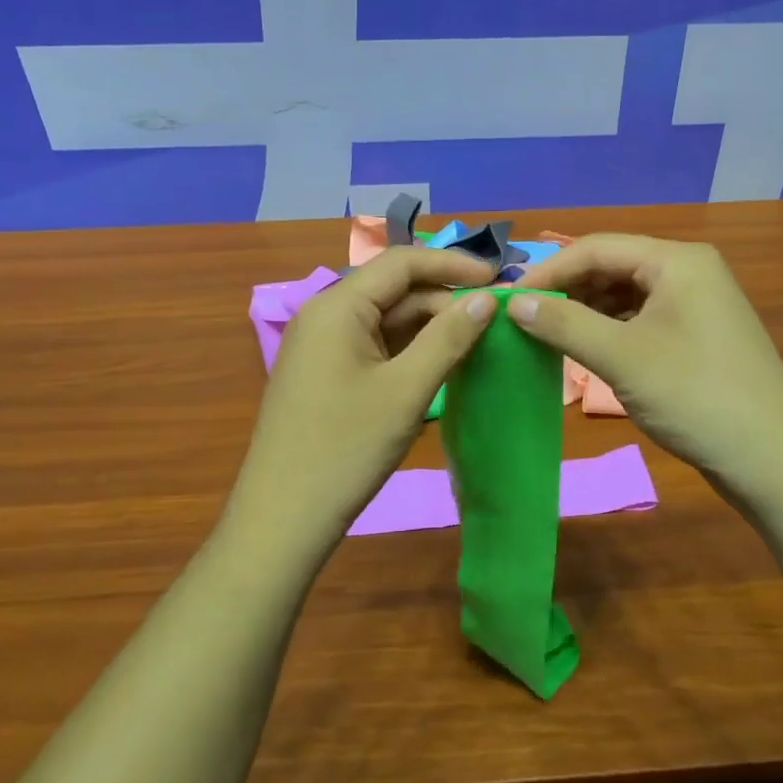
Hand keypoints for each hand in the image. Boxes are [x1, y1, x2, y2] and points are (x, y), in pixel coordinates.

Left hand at [226, 246, 498, 551]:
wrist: (283, 519)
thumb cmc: (345, 449)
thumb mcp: (406, 390)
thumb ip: (448, 338)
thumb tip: (487, 298)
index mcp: (337, 306)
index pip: (401, 262)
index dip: (453, 264)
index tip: (499, 279)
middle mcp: (325, 315)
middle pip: (394, 289)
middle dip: (444, 299)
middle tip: (495, 320)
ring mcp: (322, 346)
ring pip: (386, 319)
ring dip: (430, 326)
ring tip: (477, 341)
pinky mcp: (325, 373)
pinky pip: (374, 345)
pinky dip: (409, 349)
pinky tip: (441, 363)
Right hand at [508, 234, 782, 498]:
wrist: (773, 461)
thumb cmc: (695, 397)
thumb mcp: (621, 358)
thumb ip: (564, 324)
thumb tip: (513, 302)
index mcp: (677, 260)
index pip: (597, 247)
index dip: (549, 271)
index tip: (508, 298)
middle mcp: (689, 271)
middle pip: (612, 267)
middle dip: (567, 290)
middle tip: (523, 318)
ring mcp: (696, 304)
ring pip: (625, 294)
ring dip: (586, 311)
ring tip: (546, 335)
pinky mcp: (697, 335)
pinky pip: (642, 319)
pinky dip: (610, 330)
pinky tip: (585, 349)